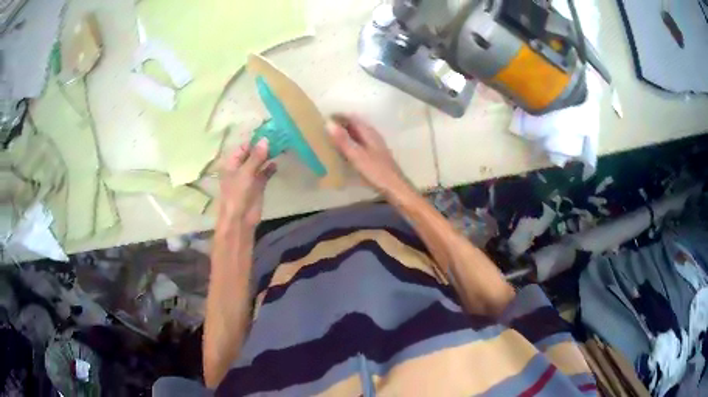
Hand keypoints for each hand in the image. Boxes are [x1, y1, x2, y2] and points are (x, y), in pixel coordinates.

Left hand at [217, 139, 275, 233]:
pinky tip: (278, 162)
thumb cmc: (237, 194)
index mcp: (232, 163)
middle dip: (263, 146)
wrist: (240, 219)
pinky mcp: (258, 185)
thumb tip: (265, 140)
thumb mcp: (246, 173)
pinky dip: (271, 168)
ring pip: (260, 162)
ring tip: (281, 146)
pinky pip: (265, 173)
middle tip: (278, 136)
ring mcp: (250, 177)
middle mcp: (240, 167)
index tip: (269, 131)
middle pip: (252, 153)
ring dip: (268, 156)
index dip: (254, 140)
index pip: (243, 146)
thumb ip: (256, 157)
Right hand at [327, 114, 408, 194]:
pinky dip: (350, 144)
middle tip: (325, 130)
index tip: (324, 119)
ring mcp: (375, 145)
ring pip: (357, 135)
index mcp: (369, 133)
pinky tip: (344, 152)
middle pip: (355, 125)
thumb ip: (343, 140)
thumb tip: (328, 123)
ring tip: (331, 139)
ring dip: (345, 135)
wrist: (395, 188)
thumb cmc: (376, 172)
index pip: (352, 118)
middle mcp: (373, 136)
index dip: (338, 116)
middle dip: (341, 125)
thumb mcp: (357, 156)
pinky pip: (360, 144)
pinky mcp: (375, 156)